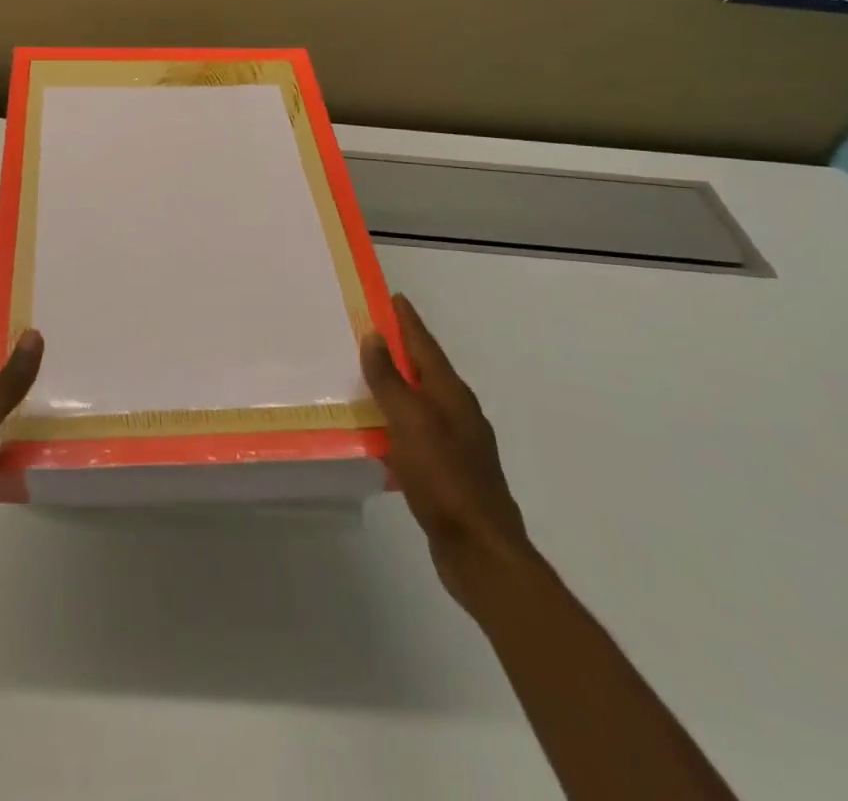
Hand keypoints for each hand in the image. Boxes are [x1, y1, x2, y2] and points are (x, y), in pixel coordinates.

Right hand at [361, 293, 535, 611]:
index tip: (393, 297)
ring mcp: (457, 444)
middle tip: (369, 332)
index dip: (408, 321)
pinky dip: (397, 421)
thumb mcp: (410, 422)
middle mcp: (457, 413)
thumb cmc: (444, 478)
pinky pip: (417, 432)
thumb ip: (390, 380)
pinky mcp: (449, 472)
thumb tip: (375, 337)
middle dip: (400, 350)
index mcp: (451, 395)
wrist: (481, 551)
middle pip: (425, 370)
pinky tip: (379, 432)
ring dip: (396, 386)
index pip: (425, 345)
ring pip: (420, 402)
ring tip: (366, 376)